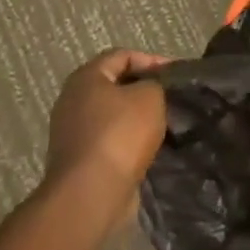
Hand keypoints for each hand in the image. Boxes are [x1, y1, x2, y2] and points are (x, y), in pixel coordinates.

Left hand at [43, 49, 169, 202]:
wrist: (92, 194)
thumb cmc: (120, 134)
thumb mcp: (150, 96)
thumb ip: (155, 84)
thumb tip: (152, 90)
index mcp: (86, 78)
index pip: (122, 56)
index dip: (152, 60)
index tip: (177, 75)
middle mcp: (73, 101)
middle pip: (116, 86)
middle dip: (145, 90)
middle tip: (172, 97)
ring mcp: (72, 133)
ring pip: (114, 115)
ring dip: (139, 118)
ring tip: (167, 123)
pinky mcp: (79, 160)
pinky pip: (110, 141)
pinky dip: (130, 142)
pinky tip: (151, 148)